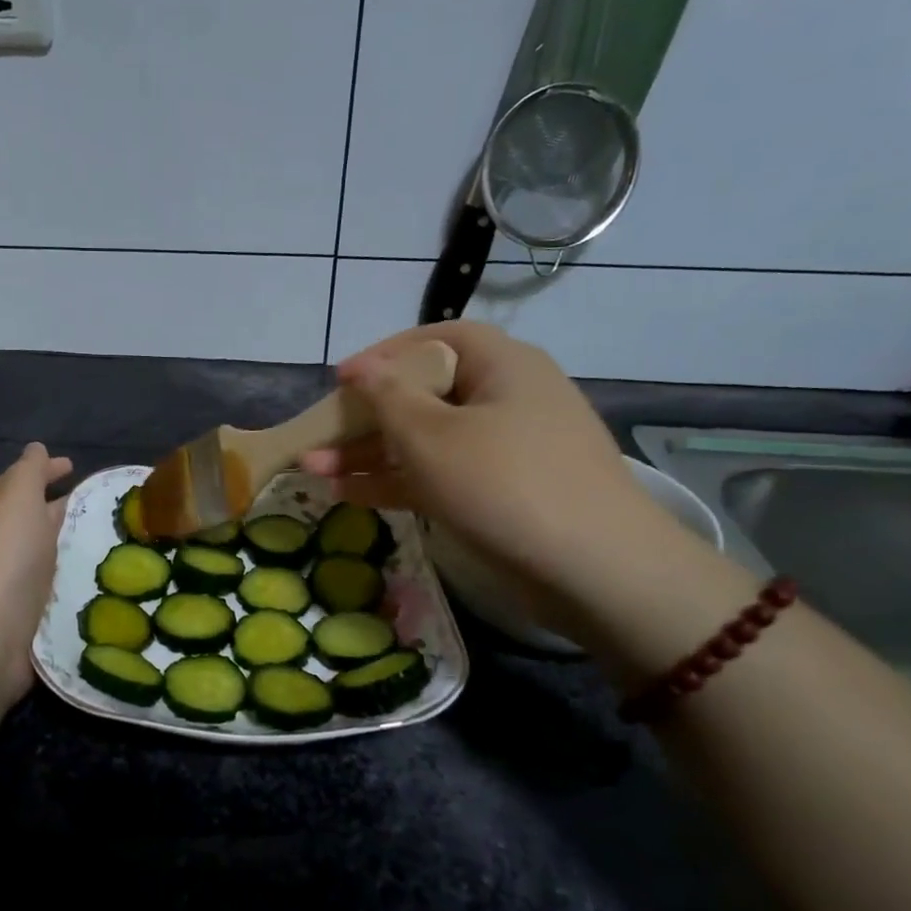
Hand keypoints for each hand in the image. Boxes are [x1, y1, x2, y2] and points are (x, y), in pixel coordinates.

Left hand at [0, 442, 72, 707]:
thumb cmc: (1, 559)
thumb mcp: (16, 499)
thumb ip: (28, 472)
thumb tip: (35, 448)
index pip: (16, 483)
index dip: (44, 471)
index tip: (74, 466)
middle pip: (26, 519)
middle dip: (55, 507)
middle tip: (96, 505)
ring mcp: (5, 585)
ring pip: (40, 555)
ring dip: (64, 545)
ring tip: (103, 542)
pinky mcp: (21, 619)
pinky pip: (49, 589)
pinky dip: (66, 579)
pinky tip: (92, 581)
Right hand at [302, 322, 678, 628]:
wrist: (596, 571)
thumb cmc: (503, 483)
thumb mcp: (431, 435)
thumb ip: (387, 396)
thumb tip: (360, 368)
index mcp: (502, 365)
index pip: (436, 339)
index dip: (384, 354)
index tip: (341, 380)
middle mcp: (506, 398)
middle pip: (425, 394)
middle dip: (365, 416)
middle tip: (319, 435)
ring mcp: (506, 449)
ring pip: (427, 439)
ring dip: (371, 453)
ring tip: (314, 470)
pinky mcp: (502, 492)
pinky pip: (441, 473)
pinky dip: (398, 481)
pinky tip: (348, 494)